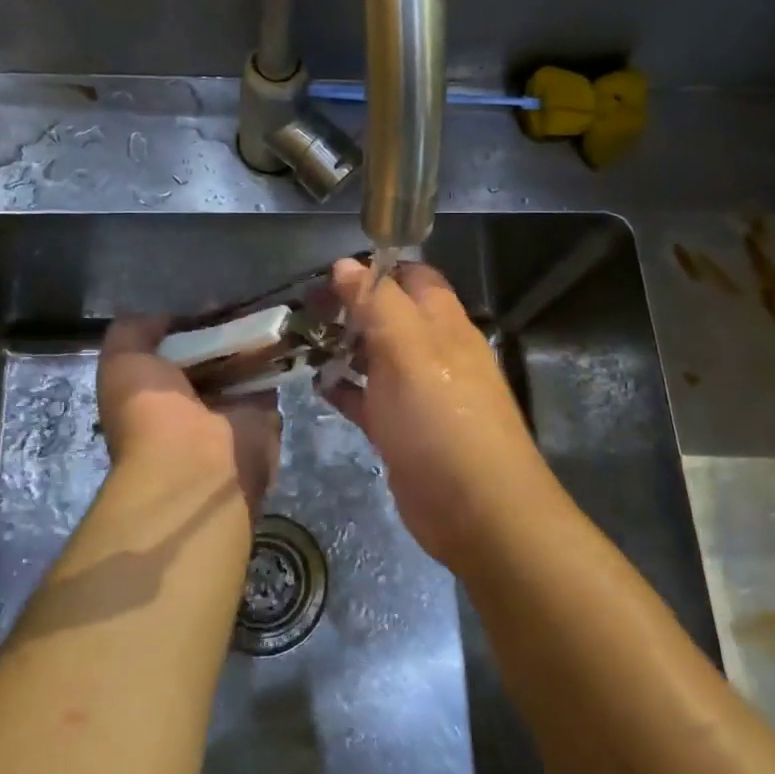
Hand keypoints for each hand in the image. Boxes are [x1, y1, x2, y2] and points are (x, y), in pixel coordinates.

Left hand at [97, 317, 280, 512]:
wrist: (195, 462)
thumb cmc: (150, 411)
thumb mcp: (121, 359)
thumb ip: (135, 331)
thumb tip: (168, 317)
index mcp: (152, 394)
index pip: (171, 351)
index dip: (185, 325)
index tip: (205, 303)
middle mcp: (189, 403)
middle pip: (209, 355)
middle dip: (221, 330)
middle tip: (238, 303)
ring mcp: (227, 411)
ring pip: (240, 364)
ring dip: (249, 340)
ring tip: (262, 309)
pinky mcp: (262, 415)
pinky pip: (269, 377)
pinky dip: (274, 356)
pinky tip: (278, 330)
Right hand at [327, 259, 553, 568]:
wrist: (476, 509)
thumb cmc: (441, 417)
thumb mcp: (408, 349)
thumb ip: (378, 303)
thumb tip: (346, 264)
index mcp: (443, 323)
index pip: (413, 277)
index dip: (376, 269)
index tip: (330, 273)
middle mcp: (433, 352)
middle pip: (390, 316)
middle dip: (350, 308)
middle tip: (303, 307)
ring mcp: (417, 393)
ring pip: (376, 357)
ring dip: (343, 347)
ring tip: (298, 341)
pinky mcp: (402, 430)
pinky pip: (368, 399)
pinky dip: (344, 389)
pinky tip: (314, 385)